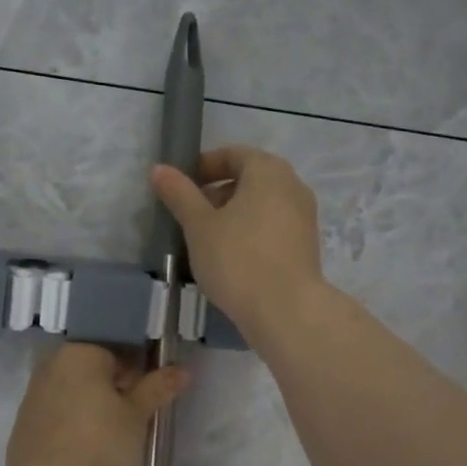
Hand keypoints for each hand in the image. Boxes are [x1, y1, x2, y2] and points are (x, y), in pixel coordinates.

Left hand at [5, 344, 187, 465]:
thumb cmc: (100, 447)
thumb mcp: (137, 418)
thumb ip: (157, 389)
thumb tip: (181, 370)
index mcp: (78, 354)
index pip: (118, 349)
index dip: (141, 370)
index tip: (153, 394)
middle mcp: (50, 367)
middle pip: (94, 371)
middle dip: (117, 389)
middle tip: (138, 418)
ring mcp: (33, 398)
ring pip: (76, 394)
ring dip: (96, 408)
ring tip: (116, 438)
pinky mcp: (24, 428)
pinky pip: (59, 417)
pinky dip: (76, 426)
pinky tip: (90, 451)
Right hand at [151, 146, 327, 341]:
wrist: (286, 311)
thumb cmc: (238, 259)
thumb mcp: (199, 226)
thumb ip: (179, 194)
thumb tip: (160, 169)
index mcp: (268, 171)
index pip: (233, 154)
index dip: (204, 166)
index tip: (181, 187)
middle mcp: (293, 186)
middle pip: (250, 178)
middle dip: (218, 193)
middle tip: (190, 215)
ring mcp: (304, 217)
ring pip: (262, 205)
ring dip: (234, 215)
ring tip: (207, 240)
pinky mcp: (306, 246)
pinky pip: (273, 227)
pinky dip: (251, 233)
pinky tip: (232, 258)